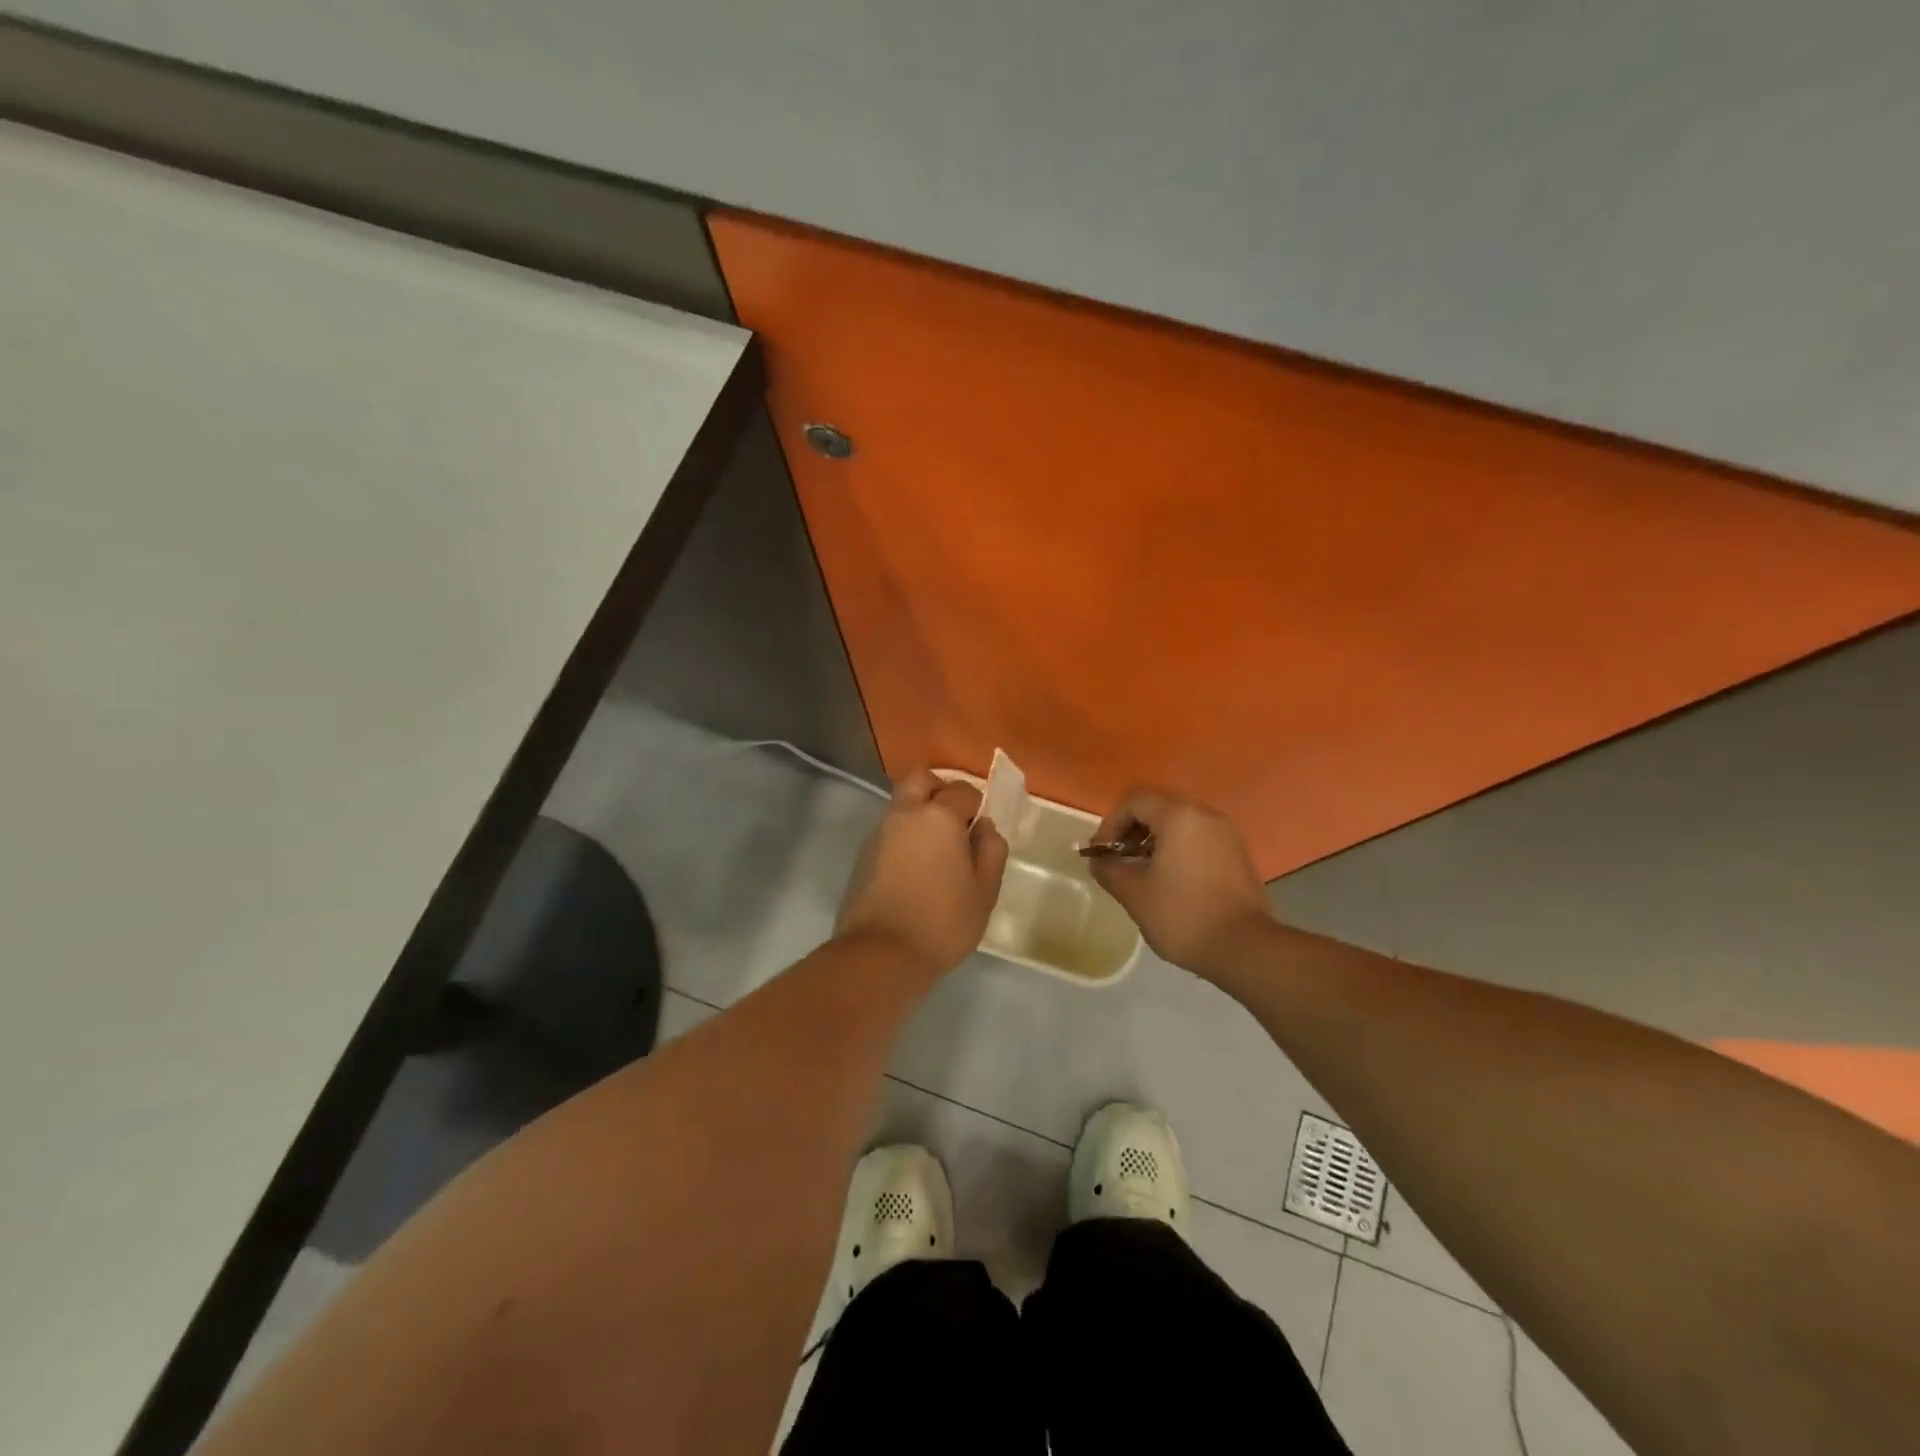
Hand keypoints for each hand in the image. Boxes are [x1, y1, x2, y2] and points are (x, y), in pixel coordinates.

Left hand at [836, 768, 1009, 976]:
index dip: (976, 806)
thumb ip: (991, 852)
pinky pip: (888, 831)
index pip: (962, 790)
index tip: (981, 832)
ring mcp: (879, 833)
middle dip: (939, 790)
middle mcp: (905, 814)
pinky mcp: (863, 855)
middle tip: (955, 822)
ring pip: (901, 804)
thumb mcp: (984, 891)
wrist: (881, 954)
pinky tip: (914, 869)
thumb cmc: (942, 922)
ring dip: (919, 814)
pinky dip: (903, 837)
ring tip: (936, 852)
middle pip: (920, 779)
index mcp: (938, 816)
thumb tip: (985, 827)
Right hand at [1089, 790, 1271, 976]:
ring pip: (1180, 825)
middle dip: (1132, 831)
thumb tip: (1099, 860)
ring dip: (1154, 842)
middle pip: (1158, 809)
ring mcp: (1226, 834)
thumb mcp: (1134, 893)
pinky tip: (1169, 881)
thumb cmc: (1182, 914)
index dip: (1111, 824)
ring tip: (1141, 873)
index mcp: (1179, 816)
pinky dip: (1177, 851)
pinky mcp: (1237, 855)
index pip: (1135, 802)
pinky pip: (1198, 840)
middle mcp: (1205, 815)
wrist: (1244, 947)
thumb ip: (1109, 869)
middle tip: (1118, 860)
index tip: (1101, 853)